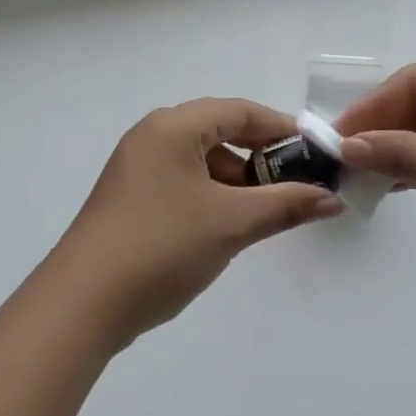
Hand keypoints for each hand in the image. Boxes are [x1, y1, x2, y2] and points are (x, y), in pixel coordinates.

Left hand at [49, 99, 344, 348]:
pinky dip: (212, 196)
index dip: (281, 129)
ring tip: (267, 210)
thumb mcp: (231, 224)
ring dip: (237, 180)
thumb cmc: (162, 246)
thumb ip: (285, 205)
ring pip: (201, 161)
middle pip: (219, 132)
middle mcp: (152, 137)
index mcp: (173, 127)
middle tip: (298, 182)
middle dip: (261, 157)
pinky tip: (229, 225)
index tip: (316, 151)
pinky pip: (182, 182)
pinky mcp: (130, 198)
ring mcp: (136, 168)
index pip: (239, 111)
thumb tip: (332, 199)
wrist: (83, 303)